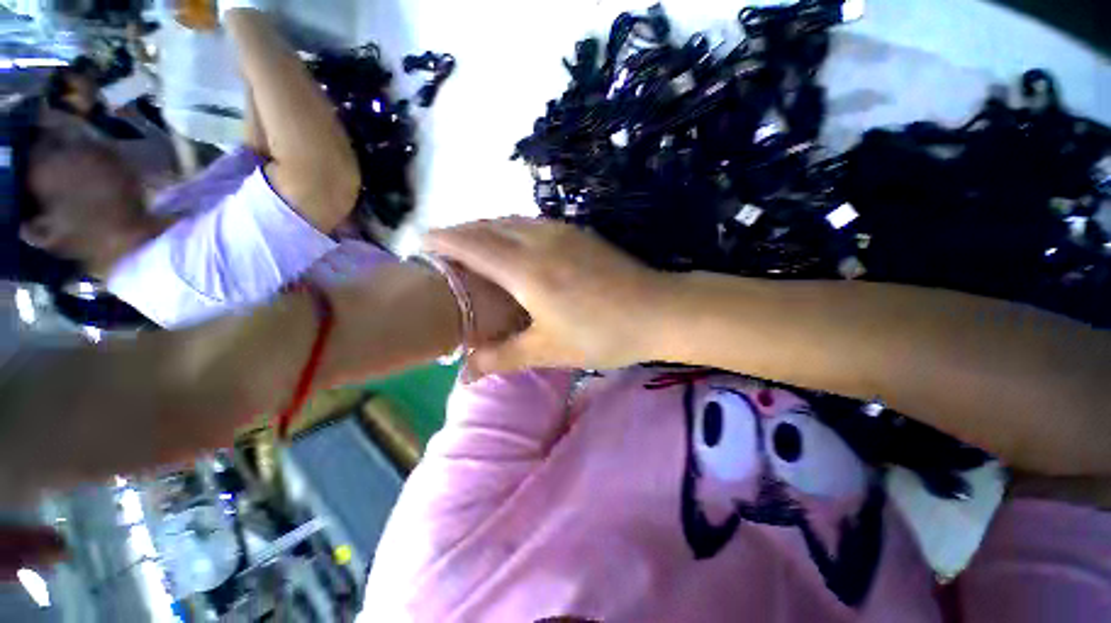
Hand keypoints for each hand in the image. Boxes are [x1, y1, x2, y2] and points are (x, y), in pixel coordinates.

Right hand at [425, 218, 670, 377]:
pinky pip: (532, 223)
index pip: (471, 244)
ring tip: (474, 243)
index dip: (443, 240)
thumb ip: (502, 357)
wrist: (657, 310)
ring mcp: (561, 232)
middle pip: (489, 226)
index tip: (421, 241)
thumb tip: (464, 375)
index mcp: (526, 269)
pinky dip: (512, 228)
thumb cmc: (601, 334)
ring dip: (487, 228)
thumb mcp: (548, 350)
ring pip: (512, 221)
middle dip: (462, 232)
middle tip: (444, 247)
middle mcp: (539, 240)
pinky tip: (515, 243)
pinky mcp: (578, 233)